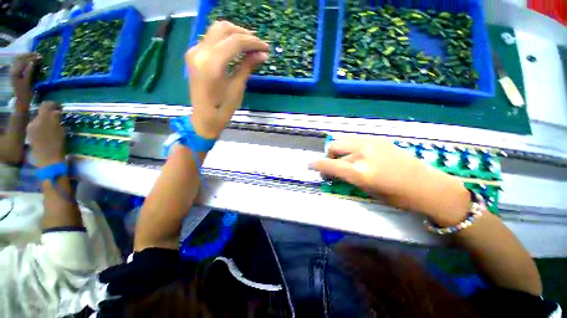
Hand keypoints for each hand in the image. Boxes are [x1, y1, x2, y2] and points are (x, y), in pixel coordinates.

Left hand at [11, 53, 40, 110]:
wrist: (21, 100)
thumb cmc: (25, 92)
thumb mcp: (28, 82)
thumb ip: (29, 71)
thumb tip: (33, 62)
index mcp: (15, 72)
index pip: (23, 61)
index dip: (31, 57)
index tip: (40, 56)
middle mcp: (13, 69)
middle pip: (20, 58)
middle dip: (29, 55)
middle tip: (38, 54)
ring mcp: (14, 71)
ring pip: (20, 60)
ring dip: (27, 57)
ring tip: (35, 56)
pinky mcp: (16, 72)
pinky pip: (20, 63)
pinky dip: (26, 60)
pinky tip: (31, 61)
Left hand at [27, 102, 65, 167]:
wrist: (48, 161)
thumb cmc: (57, 146)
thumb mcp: (60, 131)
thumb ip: (56, 119)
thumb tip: (56, 111)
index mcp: (42, 119)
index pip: (46, 105)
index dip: (54, 104)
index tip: (61, 107)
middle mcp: (34, 121)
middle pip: (42, 112)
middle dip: (50, 113)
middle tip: (59, 117)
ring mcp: (31, 129)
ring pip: (39, 120)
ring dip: (47, 121)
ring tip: (54, 126)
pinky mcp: (31, 136)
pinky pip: (37, 127)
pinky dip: (43, 127)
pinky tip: (48, 133)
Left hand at [186, 21, 268, 138]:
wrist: (204, 118)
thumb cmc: (223, 108)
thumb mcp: (237, 87)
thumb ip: (248, 66)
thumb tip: (263, 54)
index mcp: (212, 64)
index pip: (235, 42)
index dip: (253, 42)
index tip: (266, 47)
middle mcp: (200, 52)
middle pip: (224, 29)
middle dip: (244, 34)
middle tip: (258, 45)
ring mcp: (194, 51)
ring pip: (216, 30)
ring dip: (234, 34)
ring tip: (249, 45)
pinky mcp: (194, 55)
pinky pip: (211, 39)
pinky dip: (225, 40)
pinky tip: (236, 48)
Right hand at [310, 137, 470, 224]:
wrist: (427, 185)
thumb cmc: (396, 196)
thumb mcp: (366, 190)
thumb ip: (347, 177)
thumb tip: (334, 171)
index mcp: (360, 172)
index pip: (329, 165)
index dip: (316, 165)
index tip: (310, 165)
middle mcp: (362, 153)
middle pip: (333, 147)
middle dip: (328, 157)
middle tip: (333, 166)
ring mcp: (371, 143)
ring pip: (343, 141)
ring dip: (338, 150)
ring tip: (344, 160)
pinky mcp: (378, 139)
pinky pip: (355, 140)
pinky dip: (349, 147)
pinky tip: (357, 155)